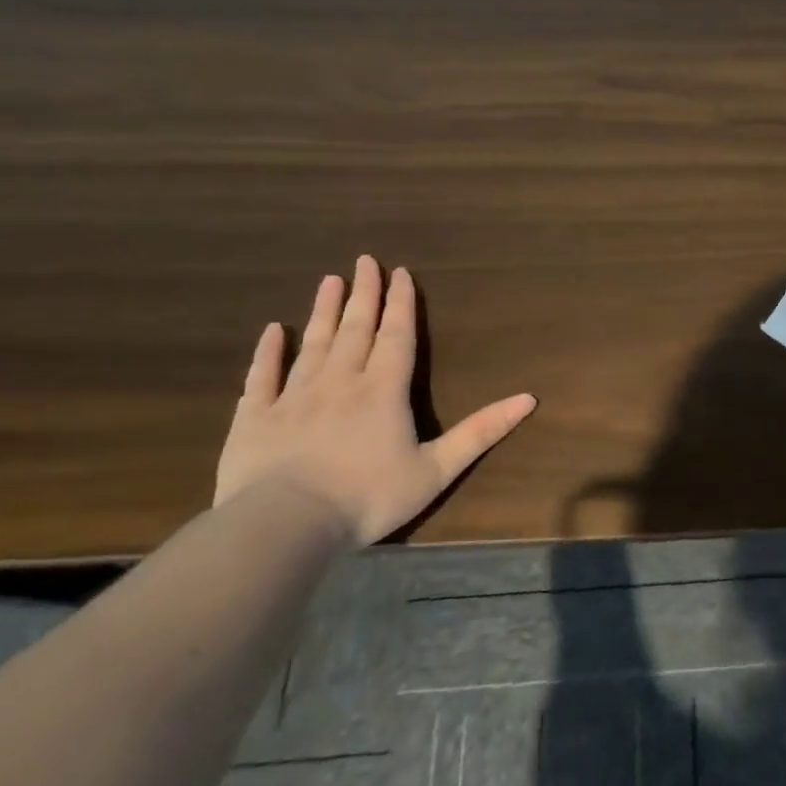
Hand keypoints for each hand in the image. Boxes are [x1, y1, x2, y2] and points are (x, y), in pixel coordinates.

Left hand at [214, 256, 536, 545]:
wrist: (284, 525)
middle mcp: (340, 382)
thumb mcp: (437, 469)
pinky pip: (263, 376)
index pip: (397, 337)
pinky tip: (271, 331)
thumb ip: (481, 432)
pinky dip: (268, 352)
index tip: (400, 272)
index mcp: (384, 391)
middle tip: (364, 260)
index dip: (401, 304)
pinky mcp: (255, 417)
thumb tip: (529, 399)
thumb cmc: (368, 497)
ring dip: (324, 311)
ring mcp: (294, 396)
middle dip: (364, 294)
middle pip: (356, 329)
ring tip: (329, 281)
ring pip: (313, 343)